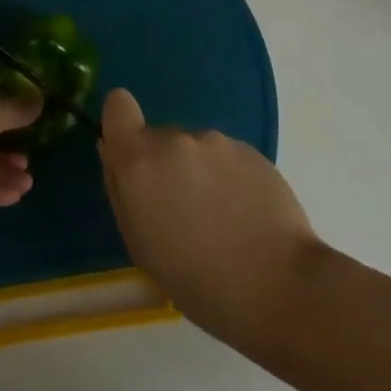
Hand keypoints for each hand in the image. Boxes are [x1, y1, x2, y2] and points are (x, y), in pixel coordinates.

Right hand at [98, 88, 319, 339]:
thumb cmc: (196, 280)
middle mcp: (176, 139)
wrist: (278, 285)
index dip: (121, 124)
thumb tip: (112, 150)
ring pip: (195, 149)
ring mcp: (218, 141)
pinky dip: (228, 179)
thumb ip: (120, 188)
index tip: (130, 156)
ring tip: (220, 221)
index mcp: (140, 160)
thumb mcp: (139, 244)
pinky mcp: (252, 150)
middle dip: (164, 166)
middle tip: (182, 213)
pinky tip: (245, 216)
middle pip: (159, 138)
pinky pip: (226, 158)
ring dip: (198, 173)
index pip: (118, 105)